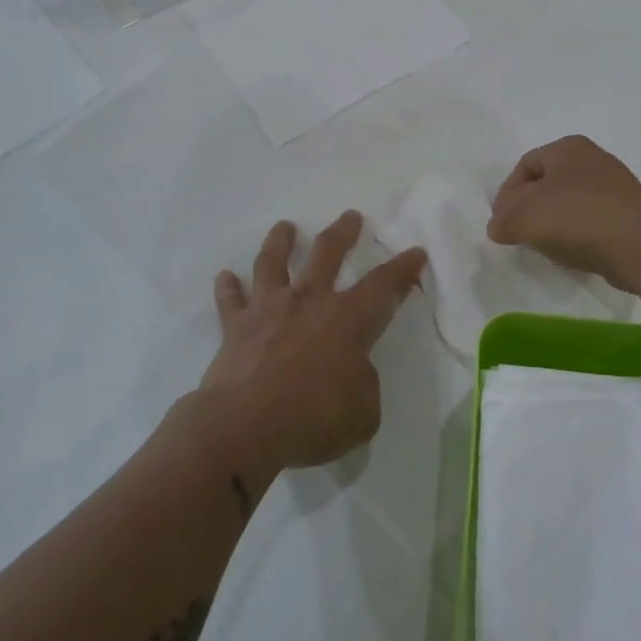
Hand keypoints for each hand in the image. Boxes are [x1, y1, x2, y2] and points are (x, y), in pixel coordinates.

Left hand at [199, 211, 427, 474]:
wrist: (244, 425)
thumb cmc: (312, 419)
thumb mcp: (363, 413)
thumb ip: (364, 384)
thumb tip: (354, 372)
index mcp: (347, 320)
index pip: (384, 286)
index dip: (403, 268)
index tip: (415, 252)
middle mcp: (309, 302)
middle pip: (327, 254)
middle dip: (342, 232)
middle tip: (350, 216)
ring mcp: (269, 309)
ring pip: (273, 262)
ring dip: (280, 241)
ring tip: (284, 226)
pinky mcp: (235, 326)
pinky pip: (230, 300)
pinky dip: (228, 287)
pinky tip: (225, 276)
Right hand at [486, 136, 640, 293]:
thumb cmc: (577, 218)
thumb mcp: (524, 216)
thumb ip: (502, 219)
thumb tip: (498, 226)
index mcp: (567, 147)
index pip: (523, 167)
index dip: (506, 196)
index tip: (502, 224)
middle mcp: (593, 159)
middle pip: (547, 185)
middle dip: (530, 211)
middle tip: (521, 235)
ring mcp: (616, 187)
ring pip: (569, 205)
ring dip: (554, 226)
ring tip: (548, 248)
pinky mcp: (629, 214)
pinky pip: (592, 222)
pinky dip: (578, 236)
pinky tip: (575, 254)